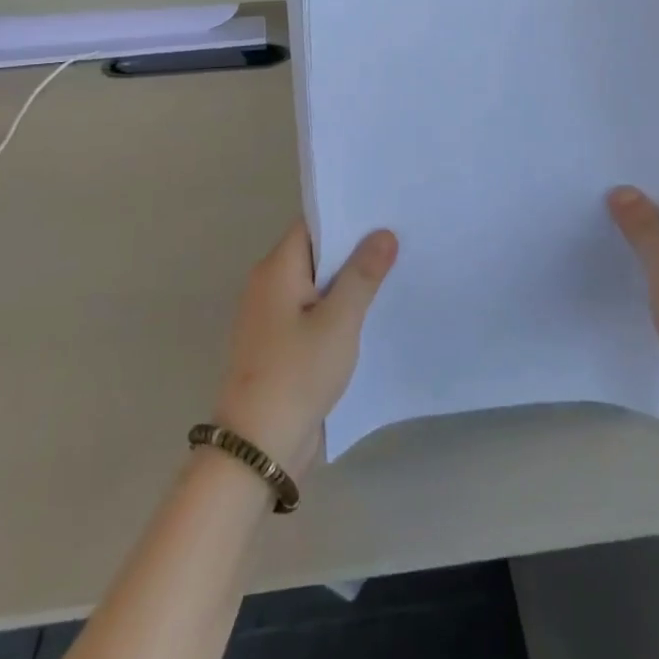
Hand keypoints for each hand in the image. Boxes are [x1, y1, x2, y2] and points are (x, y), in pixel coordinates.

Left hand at [213, 222, 396, 474]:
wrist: (258, 446)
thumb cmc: (298, 373)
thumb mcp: (339, 321)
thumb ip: (362, 275)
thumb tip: (383, 233)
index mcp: (276, 269)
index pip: (312, 225)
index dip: (347, 216)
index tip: (384, 212)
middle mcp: (268, 284)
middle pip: (314, 253)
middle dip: (353, 249)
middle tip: (400, 239)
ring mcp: (271, 316)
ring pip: (315, 285)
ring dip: (347, 281)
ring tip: (394, 271)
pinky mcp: (279, 344)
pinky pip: (311, 312)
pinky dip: (336, 308)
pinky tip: (369, 314)